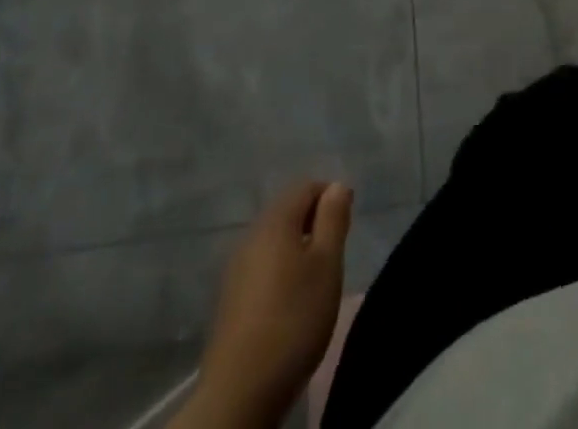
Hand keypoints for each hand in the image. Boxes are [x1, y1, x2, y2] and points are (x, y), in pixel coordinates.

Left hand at [189, 181, 353, 428]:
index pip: (306, 186)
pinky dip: (281, 270)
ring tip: (317, 277)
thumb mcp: (327, 264)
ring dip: (297, 247)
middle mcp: (251, 236)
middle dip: (314, 221)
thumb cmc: (294, 318)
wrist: (239, 392)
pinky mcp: (230, 300)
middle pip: (288, 211)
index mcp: (275, 221)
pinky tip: (290, 300)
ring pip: (274, 241)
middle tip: (335, 250)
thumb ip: (333, 218)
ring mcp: (236, 269)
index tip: (347, 221)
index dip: (330, 195)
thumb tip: (337, 186)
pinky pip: (262, 266)